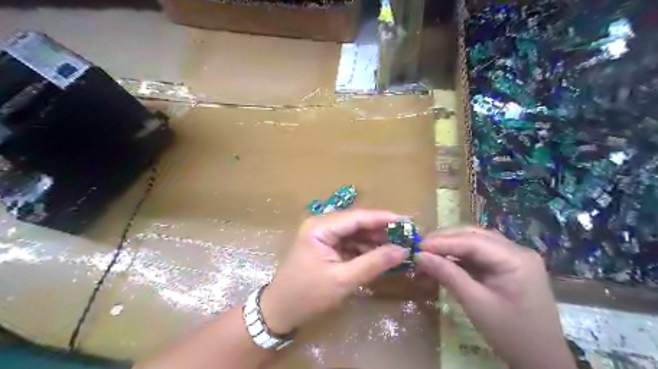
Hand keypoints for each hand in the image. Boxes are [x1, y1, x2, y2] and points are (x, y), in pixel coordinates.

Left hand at [260, 211, 408, 334]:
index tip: (408, 222)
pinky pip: (349, 242)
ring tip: (398, 247)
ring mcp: (323, 235)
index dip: (384, 218)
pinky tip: (381, 255)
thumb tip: (403, 250)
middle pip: (357, 222)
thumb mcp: (343, 280)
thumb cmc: (308, 295)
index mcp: (320, 227)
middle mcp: (321, 225)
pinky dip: (365, 249)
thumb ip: (374, 263)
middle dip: (381, 230)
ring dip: (375, 240)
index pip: (358, 217)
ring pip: (355, 232)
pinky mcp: (325, 246)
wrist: (280, 311)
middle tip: (407, 237)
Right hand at [415, 226, 576, 368]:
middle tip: (420, 247)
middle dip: (445, 240)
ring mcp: (514, 257)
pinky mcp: (508, 266)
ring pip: (476, 242)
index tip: (417, 246)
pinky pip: (480, 254)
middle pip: (474, 236)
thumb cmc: (511, 334)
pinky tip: (445, 260)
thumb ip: (448, 275)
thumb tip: (419, 256)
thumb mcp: (476, 304)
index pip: (472, 242)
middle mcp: (517, 251)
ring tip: (428, 251)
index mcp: (516, 259)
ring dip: (451, 245)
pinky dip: (460, 256)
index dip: (442, 242)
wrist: (542, 360)